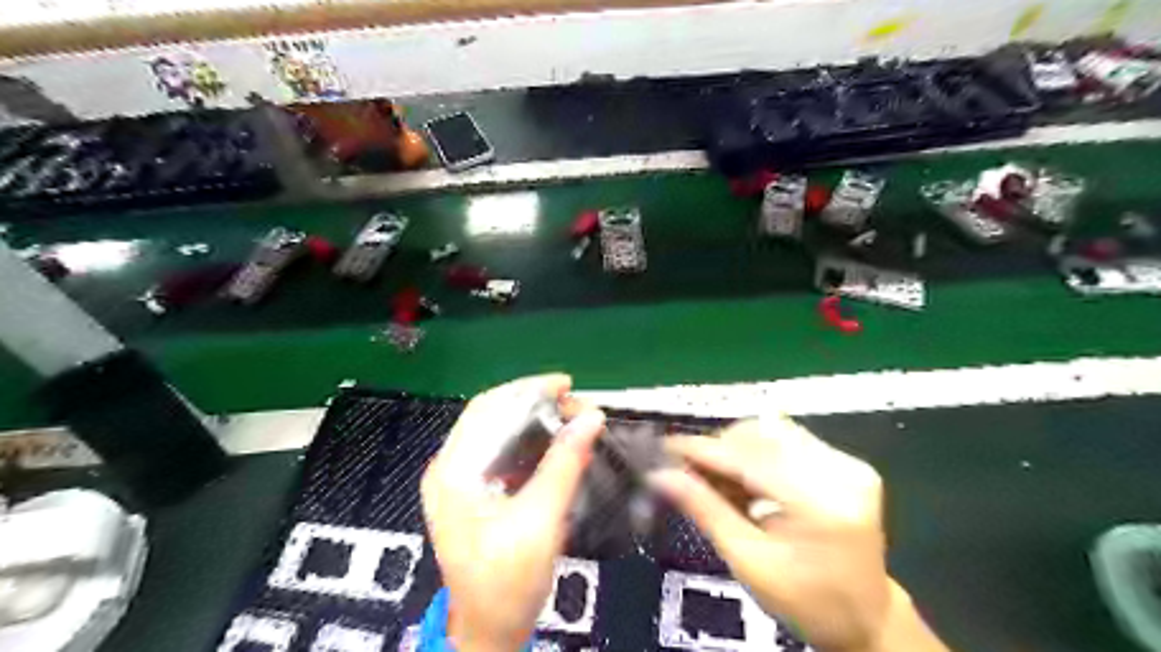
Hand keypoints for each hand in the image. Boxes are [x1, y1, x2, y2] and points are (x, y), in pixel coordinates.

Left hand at [419, 374, 603, 650]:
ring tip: (572, 421)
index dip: (528, 389)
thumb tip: (591, 417)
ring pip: (499, 432)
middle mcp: (450, 469)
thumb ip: (564, 464)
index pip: (487, 408)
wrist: (489, 633)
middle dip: (535, 404)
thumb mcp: (540, 521)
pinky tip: (556, 446)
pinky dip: (530, 444)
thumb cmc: (507, 583)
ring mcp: (460, 482)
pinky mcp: (474, 494)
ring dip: (535, 422)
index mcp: (453, 472)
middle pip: (491, 416)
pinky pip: (502, 453)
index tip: (567, 385)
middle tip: (576, 405)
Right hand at [650, 419, 946, 650]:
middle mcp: (841, 472)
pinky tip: (745, 476)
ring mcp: (848, 464)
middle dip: (719, 448)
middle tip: (688, 469)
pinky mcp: (847, 463)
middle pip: (762, 435)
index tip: (664, 448)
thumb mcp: (748, 561)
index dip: (702, 450)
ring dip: (736, 447)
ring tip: (716, 476)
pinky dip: (758, 452)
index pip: (749, 460)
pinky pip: (788, 440)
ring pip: (773, 431)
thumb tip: (660, 474)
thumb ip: (705, 509)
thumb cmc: (804, 601)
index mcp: (821, 503)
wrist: (867, 619)